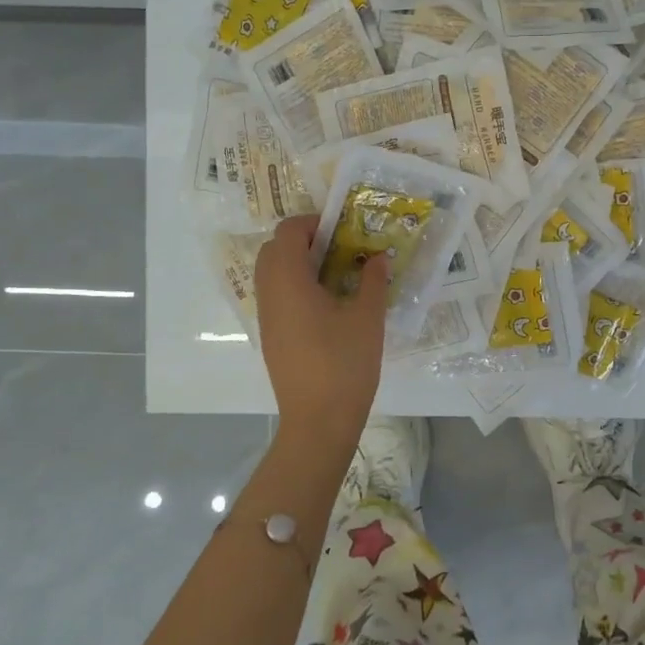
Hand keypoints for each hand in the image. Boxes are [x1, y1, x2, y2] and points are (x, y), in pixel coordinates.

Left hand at [254, 215, 387, 437]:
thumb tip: (378, 257)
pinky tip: (326, 304)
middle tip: (338, 250)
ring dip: (297, 264)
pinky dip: (294, 286)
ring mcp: (266, 317)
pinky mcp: (270, 337)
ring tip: (335, 276)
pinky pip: (275, 296)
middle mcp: (269, 294)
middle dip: (303, 241)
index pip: (288, 232)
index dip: (313, 223)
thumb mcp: (367, 318)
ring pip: (271, 274)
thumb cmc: (345, 365)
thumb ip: (373, 281)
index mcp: (289, 281)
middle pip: (273, 249)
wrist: (318, 422)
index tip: (343, 230)